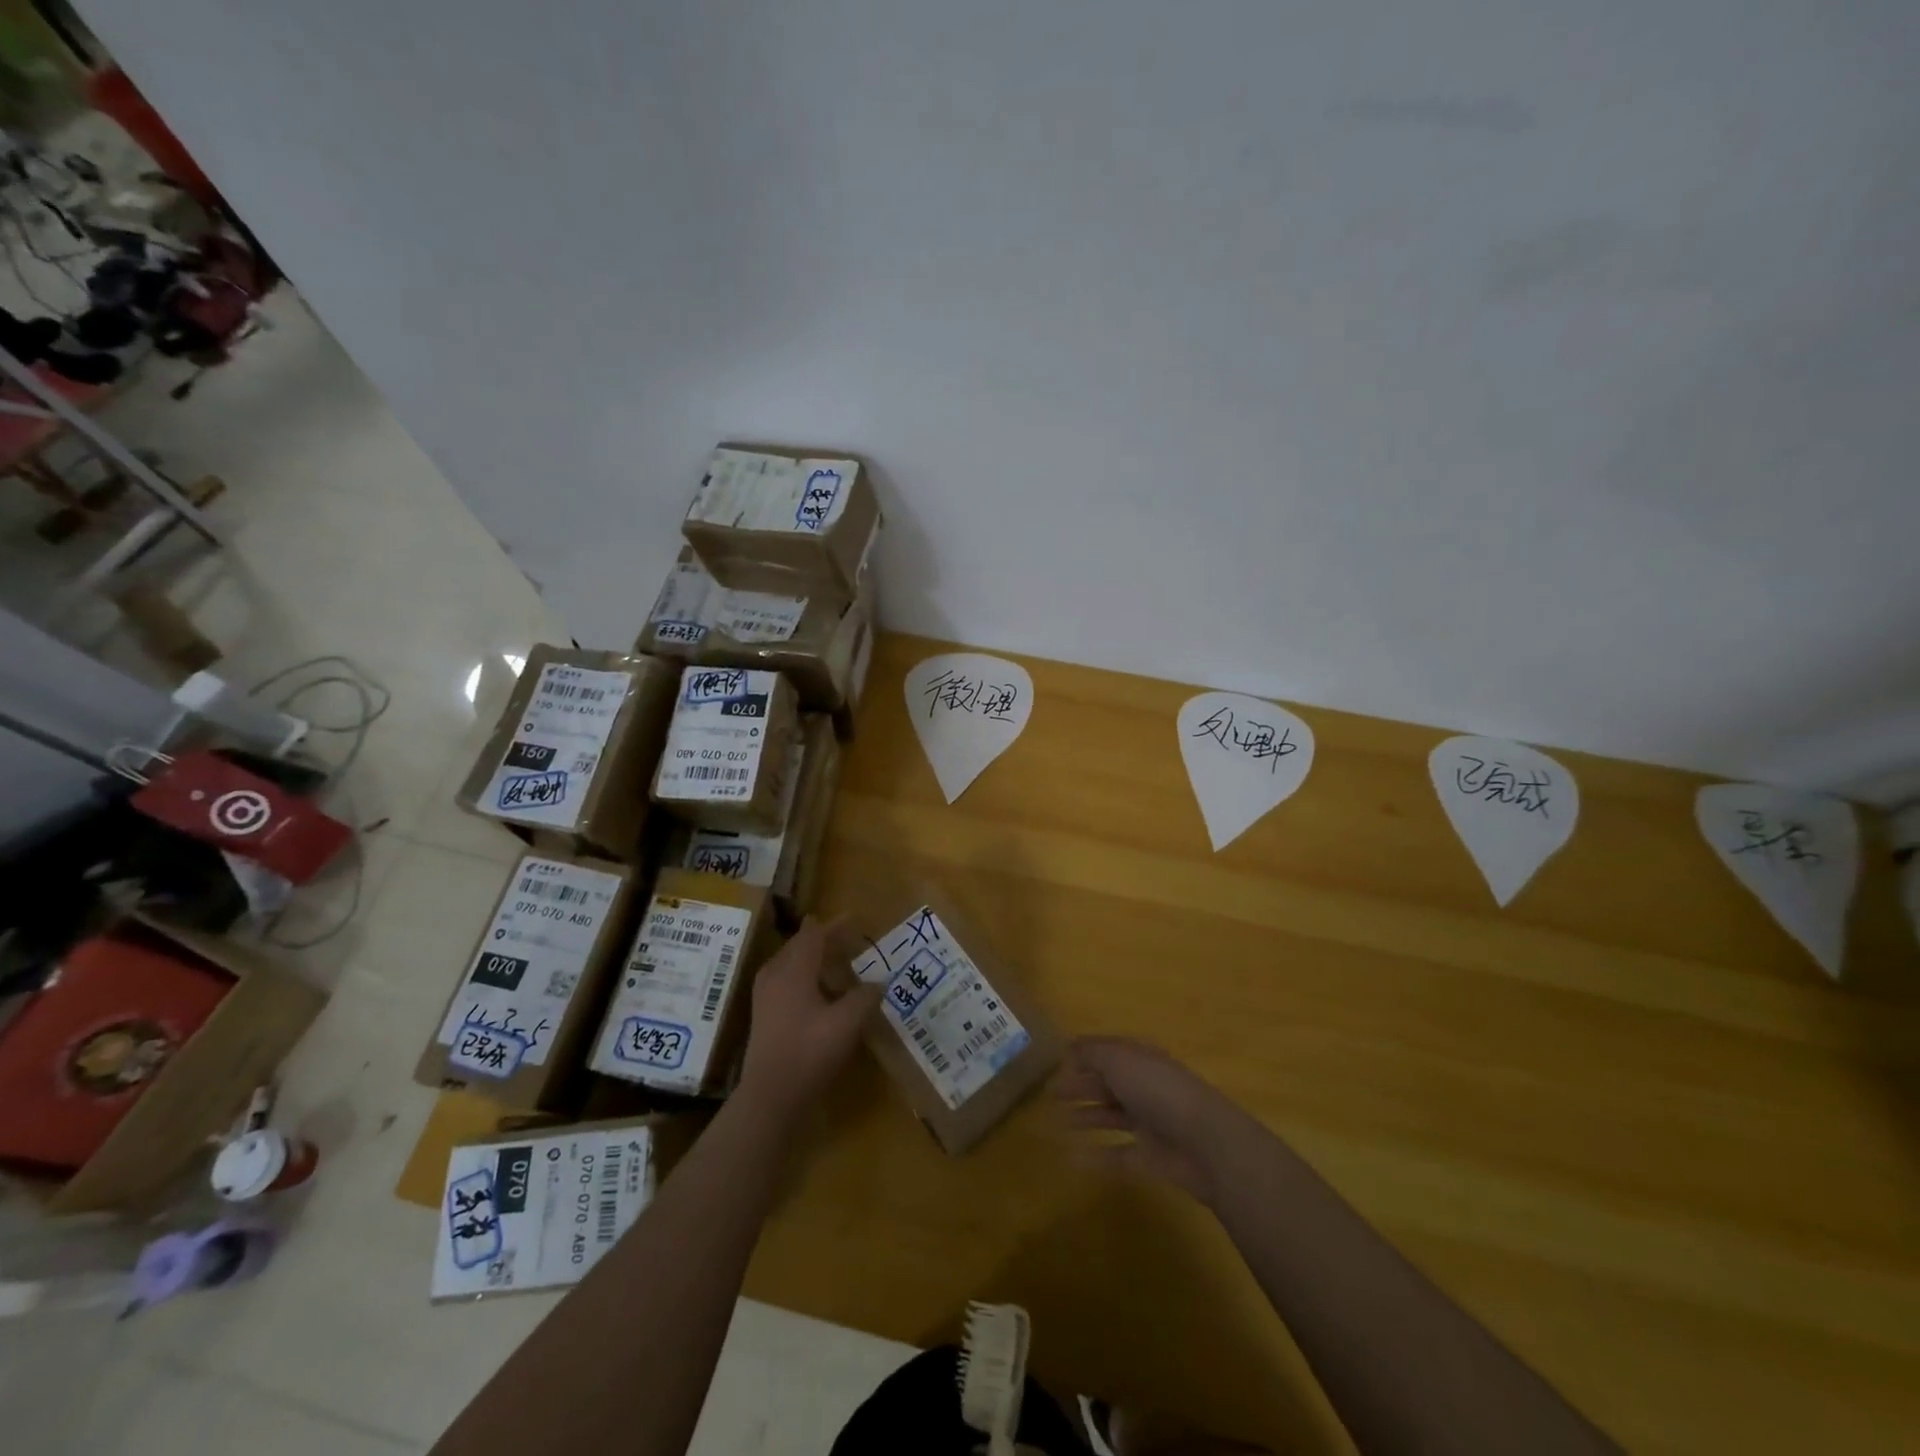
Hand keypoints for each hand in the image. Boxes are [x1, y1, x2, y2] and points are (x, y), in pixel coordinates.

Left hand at [739, 917, 881, 1113]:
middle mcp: (775, 975)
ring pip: (790, 963)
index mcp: (794, 969)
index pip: (814, 935)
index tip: (853, 919)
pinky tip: (819, 992)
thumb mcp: (847, 1023)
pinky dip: (804, 976)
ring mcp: (765, 996)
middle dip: (823, 939)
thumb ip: (865, 997)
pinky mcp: (764, 1015)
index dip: (834, 925)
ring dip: (812, 958)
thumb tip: (878, 982)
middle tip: (847, 938)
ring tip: (834, 961)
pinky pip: (785, 980)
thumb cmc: (809, 1052)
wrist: (770, 1096)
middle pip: (799, 946)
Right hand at [1056, 1037, 1247, 1204]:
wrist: (1205, 1143)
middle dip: (1080, 1085)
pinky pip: (1117, 1154)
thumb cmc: (1158, 1091)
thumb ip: (1092, 1053)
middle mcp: (1144, 1087)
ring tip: (1056, 1120)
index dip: (1085, 1054)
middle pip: (1107, 1083)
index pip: (1108, 1052)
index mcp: (1140, 1059)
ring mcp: (1149, 1123)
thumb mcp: (1120, 1059)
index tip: (1058, 1060)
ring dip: (1086, 1116)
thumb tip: (1068, 1046)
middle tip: (1050, 1093)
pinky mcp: (1150, 1157)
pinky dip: (1096, 1155)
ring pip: (1111, 1116)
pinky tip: (1072, 1156)